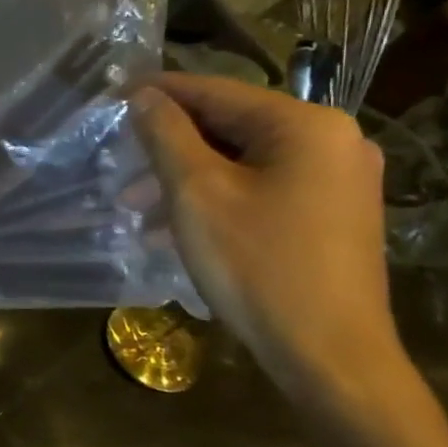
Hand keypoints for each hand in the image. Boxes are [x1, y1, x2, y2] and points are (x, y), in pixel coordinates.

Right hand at [132, 72, 420, 439]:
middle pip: (231, 124)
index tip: (109, 93)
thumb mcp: (196, 193)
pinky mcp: (332, 214)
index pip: (215, 91)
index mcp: (306, 125)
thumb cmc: (258, 264)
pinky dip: (217, 195)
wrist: (329, 355)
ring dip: (186, 175)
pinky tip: (177, 223)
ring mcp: (338, 180)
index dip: (157, 91)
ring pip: (243, 159)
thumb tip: (144, 96)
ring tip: (137, 204)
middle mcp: (333, 141)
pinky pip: (262, 186)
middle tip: (119, 161)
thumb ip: (166, 135)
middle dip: (169, 143)